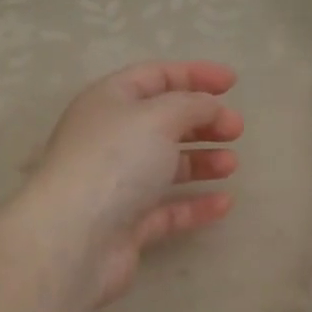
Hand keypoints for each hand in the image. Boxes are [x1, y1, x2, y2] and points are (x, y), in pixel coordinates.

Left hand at [25, 61, 243, 306]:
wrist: (74, 237)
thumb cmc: (115, 161)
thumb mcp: (158, 117)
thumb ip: (191, 105)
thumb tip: (209, 108)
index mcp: (109, 101)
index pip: (154, 77)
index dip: (193, 75)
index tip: (233, 83)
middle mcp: (110, 139)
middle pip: (162, 122)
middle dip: (202, 121)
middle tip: (236, 129)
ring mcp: (117, 183)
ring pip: (165, 166)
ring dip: (201, 161)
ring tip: (231, 165)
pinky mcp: (126, 224)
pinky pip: (167, 209)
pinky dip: (195, 204)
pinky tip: (224, 203)